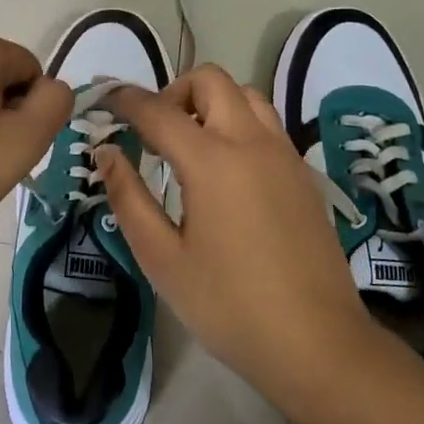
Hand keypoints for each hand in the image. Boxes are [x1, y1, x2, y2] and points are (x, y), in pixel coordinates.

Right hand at [97, 65, 374, 412]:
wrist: (317, 343)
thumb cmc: (229, 305)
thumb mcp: (162, 259)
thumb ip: (128, 198)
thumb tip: (106, 152)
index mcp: (212, 161)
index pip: (159, 110)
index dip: (126, 100)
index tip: (105, 99)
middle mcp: (251, 142)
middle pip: (211, 81)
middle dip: (175, 92)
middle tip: (155, 132)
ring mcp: (284, 154)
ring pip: (245, 95)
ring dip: (212, 103)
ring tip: (191, 146)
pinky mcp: (302, 174)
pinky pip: (266, 124)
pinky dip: (238, 123)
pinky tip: (227, 171)